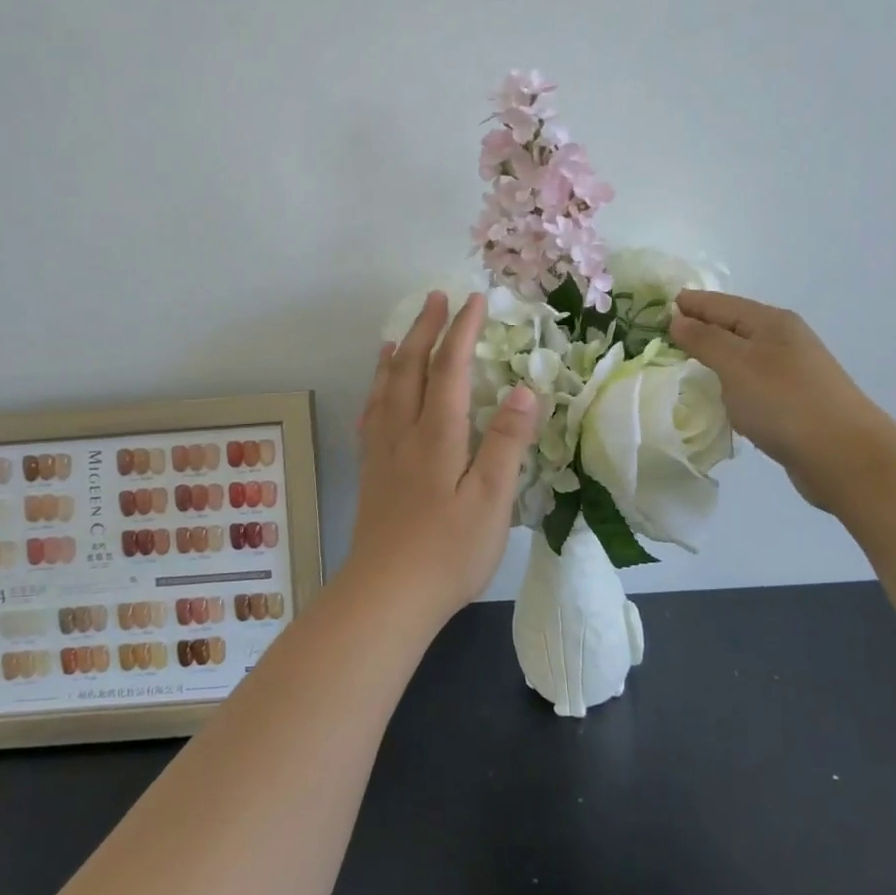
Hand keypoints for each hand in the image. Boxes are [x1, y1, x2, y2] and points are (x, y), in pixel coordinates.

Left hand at [344, 291, 539, 622]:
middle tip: (436, 298)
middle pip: (410, 368)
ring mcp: (381, 454)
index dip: (463, 331)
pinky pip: (370, 417)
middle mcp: (404, 433)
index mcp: (437, 435)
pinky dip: (375, 392)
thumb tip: (525, 389)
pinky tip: (376, 395)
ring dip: (395, 354)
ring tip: (397, 333)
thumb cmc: (448, 551)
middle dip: (425, 329)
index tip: (475, 300)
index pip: (450, 368)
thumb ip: (507, 442)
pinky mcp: (371, 475)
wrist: (387, 596)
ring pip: (385, 389)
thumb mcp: (492, 499)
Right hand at [669, 290, 895, 513]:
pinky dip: (730, 384)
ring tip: (682, 365)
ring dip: (714, 357)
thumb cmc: (784, 402)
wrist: (844, 456)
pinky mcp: (793, 402)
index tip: (653, 308)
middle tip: (660, 337)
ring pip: (742, 356)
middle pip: (732, 326)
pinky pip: (751, 383)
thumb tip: (678, 319)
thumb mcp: (736, 364)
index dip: (688, 304)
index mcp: (771, 322)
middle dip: (699, 328)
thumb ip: (704, 339)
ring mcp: (791, 371)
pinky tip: (717, 397)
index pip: (719, 303)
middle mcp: (784, 340)